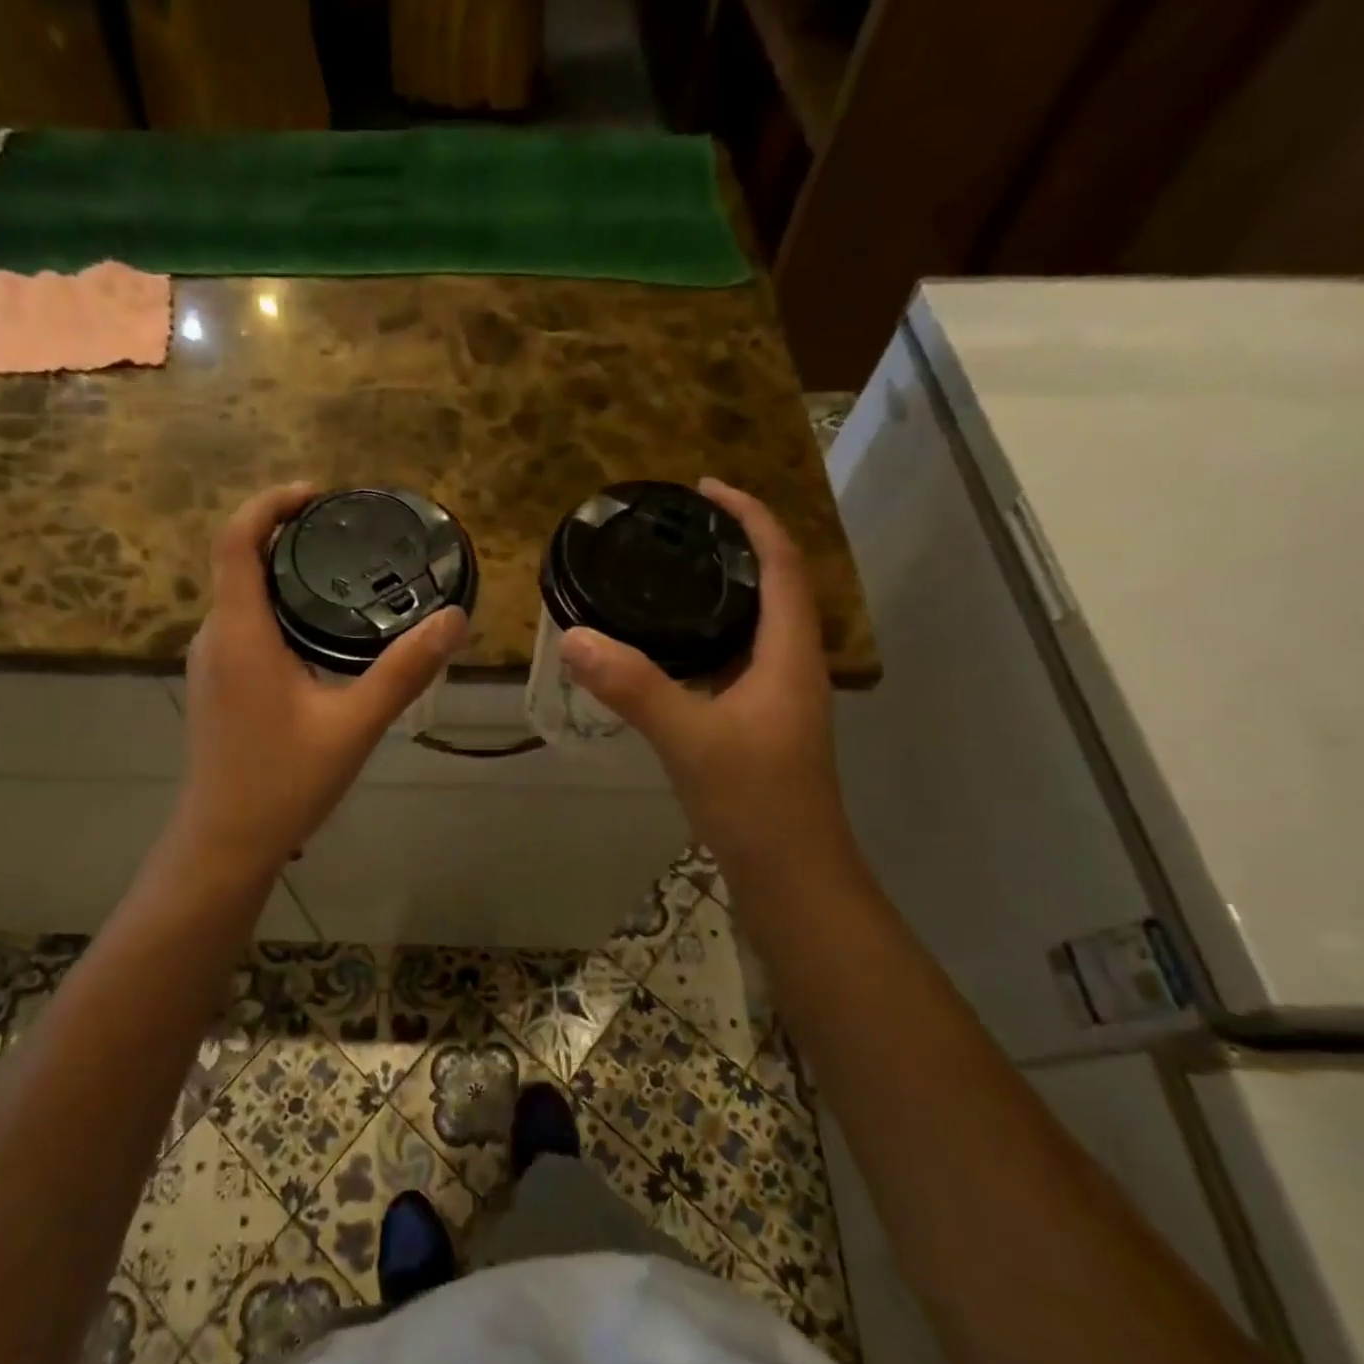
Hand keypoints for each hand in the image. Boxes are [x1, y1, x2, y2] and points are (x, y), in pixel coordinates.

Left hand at [176, 482, 467, 877]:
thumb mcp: (354, 725)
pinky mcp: (216, 685)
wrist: (224, 844)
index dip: (270, 504)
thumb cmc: (283, 783)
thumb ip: (403, 670)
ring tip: (342, 574)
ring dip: (282, 573)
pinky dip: (276, 608)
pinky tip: (319, 632)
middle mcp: (214, 637)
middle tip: (347, 534)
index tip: (318, 495)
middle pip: (238, 562)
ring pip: (241, 597)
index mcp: (240, 633)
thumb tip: (453, 619)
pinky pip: (243, 625)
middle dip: (286, 535)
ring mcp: (210, 663)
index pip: (235, 540)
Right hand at [560, 478, 853, 889]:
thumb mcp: (689, 738)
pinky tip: (663, 644)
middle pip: (772, 585)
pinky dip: (703, 634)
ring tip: (665, 573)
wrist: (790, 875)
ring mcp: (775, 695)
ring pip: (751, 624)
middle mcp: (789, 665)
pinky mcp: (756, 720)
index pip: (781, 563)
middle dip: (732, 545)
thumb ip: (633, 686)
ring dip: (718, 590)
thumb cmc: (755, 801)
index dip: (752, 517)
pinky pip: (732, 657)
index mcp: (789, 654)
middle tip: (675, 528)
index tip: (705, 488)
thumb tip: (573, 636)